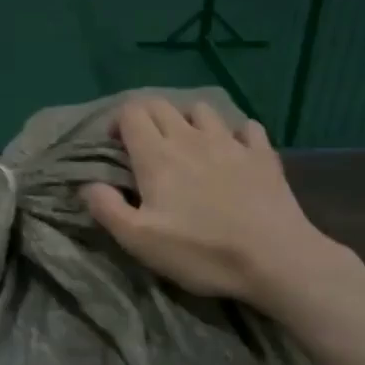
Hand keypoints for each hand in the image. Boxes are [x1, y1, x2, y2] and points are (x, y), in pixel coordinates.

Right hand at [84, 97, 351, 309]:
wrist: (276, 259)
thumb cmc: (201, 252)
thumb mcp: (139, 241)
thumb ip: (107, 208)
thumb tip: (88, 185)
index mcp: (157, 155)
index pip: (131, 113)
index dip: (118, 122)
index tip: (115, 145)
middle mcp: (190, 138)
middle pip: (161, 105)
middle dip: (146, 117)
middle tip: (144, 145)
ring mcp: (230, 142)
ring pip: (202, 110)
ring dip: (188, 120)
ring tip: (187, 143)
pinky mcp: (263, 155)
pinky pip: (247, 127)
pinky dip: (235, 133)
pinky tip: (234, 149)